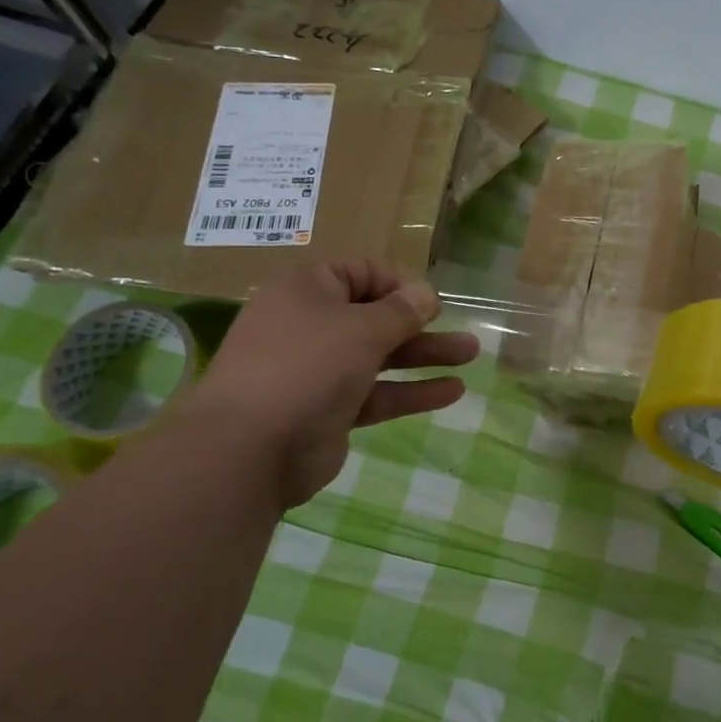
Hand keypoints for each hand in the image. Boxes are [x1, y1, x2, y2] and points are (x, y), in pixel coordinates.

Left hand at [167, 260, 479, 505]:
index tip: (431, 301)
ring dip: (424, 355)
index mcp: (307, 291)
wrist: (249, 449)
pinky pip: (376, 393)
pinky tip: (452, 392)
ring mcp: (317, 371)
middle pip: (375, 316)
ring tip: (471, 355)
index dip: (399, 282)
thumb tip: (426, 293)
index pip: (360, 272)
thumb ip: (401, 311)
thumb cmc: (307, 367)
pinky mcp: (328, 410)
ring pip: (380, 356)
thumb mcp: (362, 329)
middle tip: (461, 329)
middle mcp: (310, 326)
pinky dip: (410, 391)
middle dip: (422, 323)